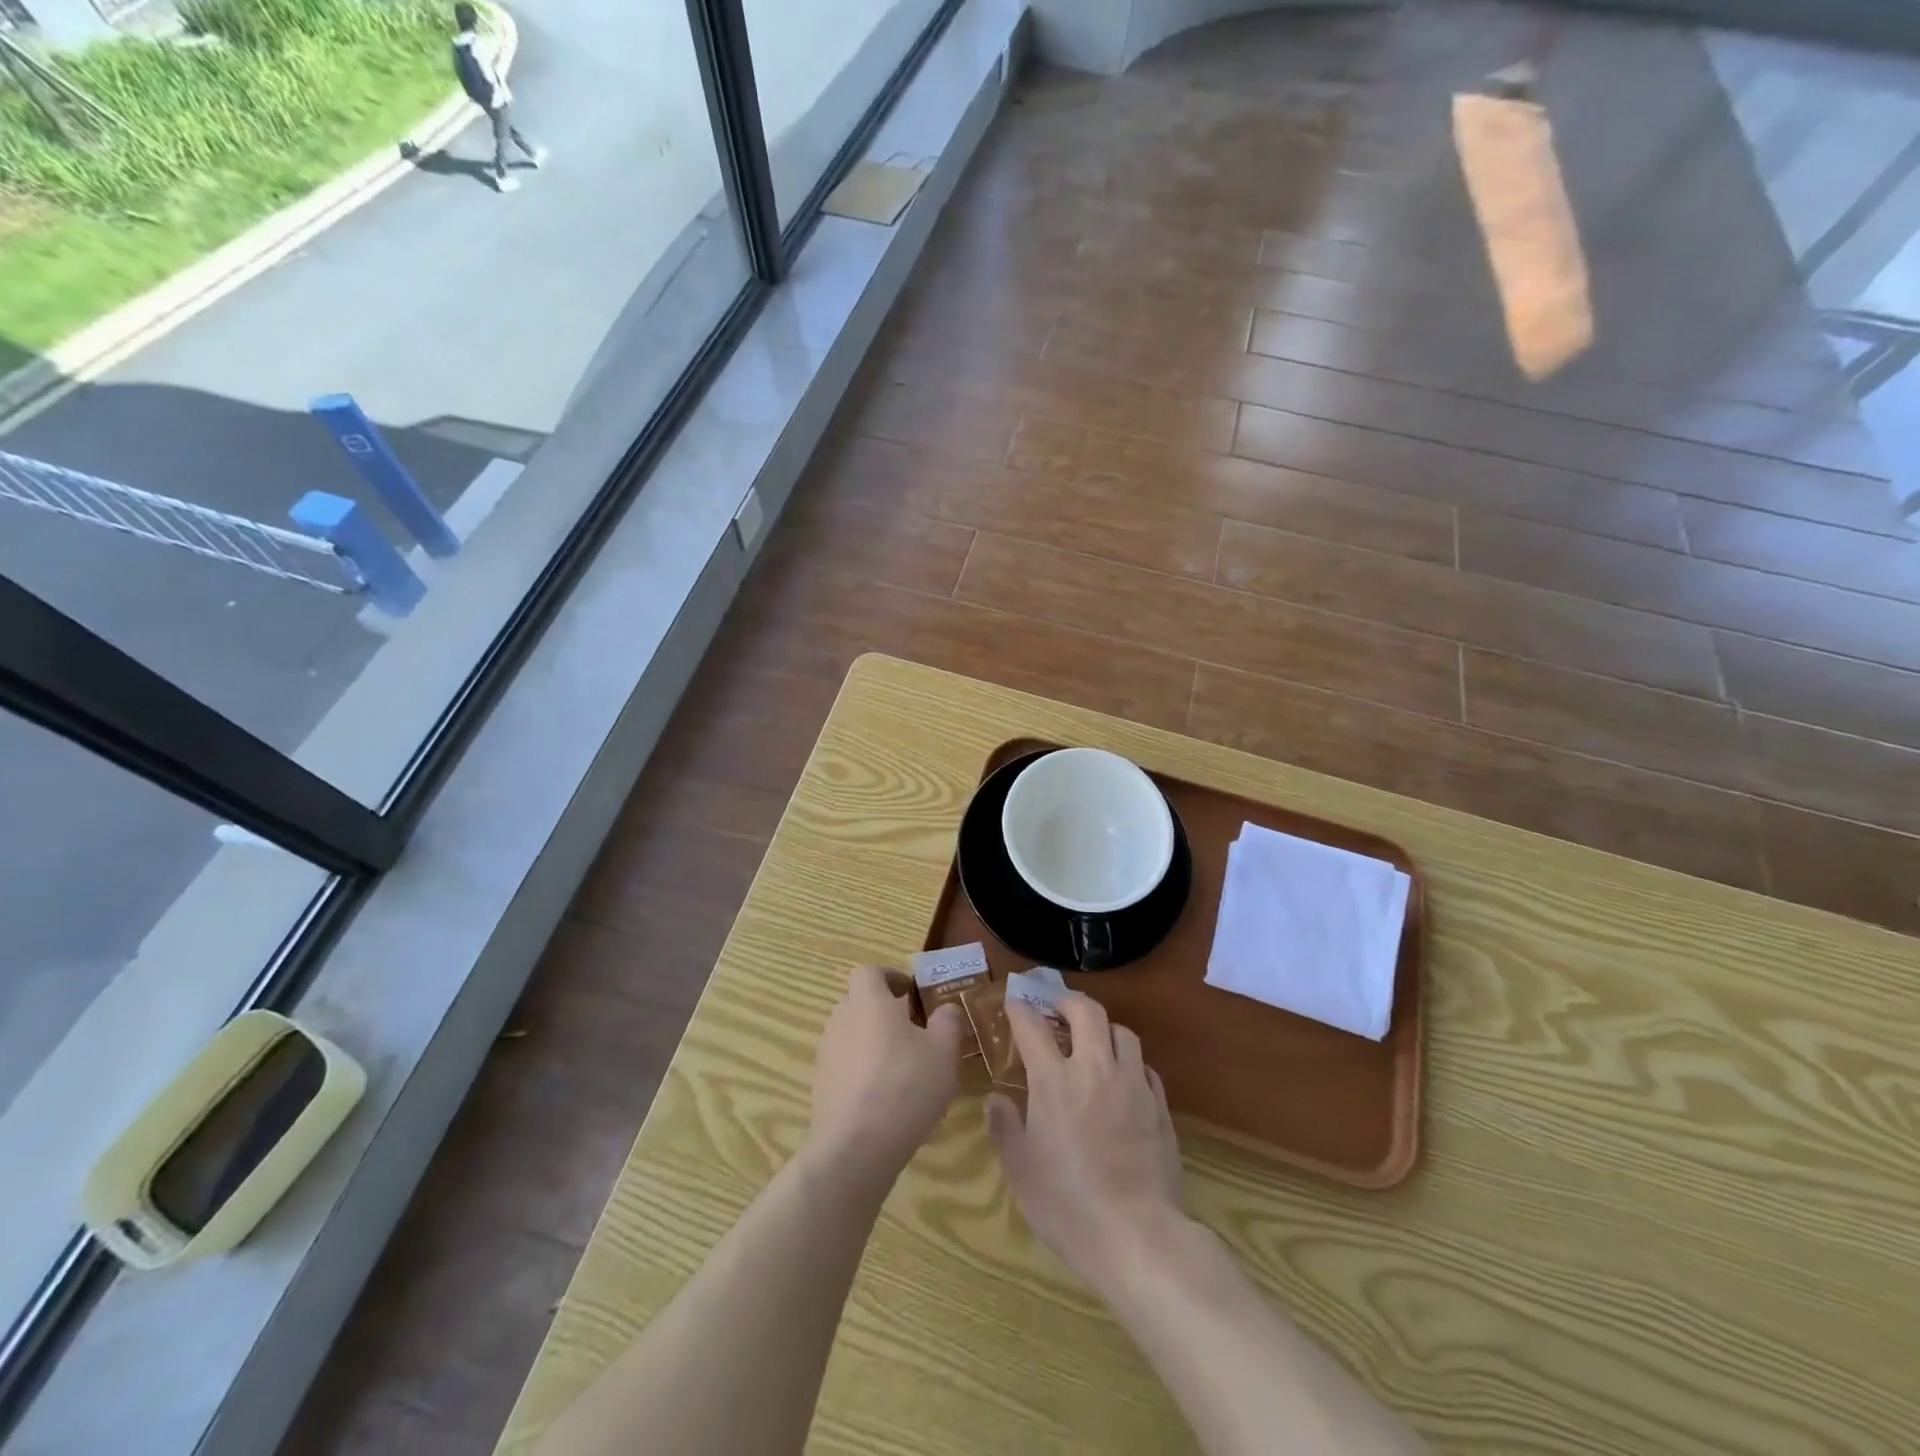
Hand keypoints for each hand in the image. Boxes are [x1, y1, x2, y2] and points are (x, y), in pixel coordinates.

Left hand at [807, 965, 964, 1191]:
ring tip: (904, 1071)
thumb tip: (945, 1009)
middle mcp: (841, 1020)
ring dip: (874, 1044)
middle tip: (915, 1033)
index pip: (870, 972)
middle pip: (860, 1003)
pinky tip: (887, 1101)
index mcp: (869, 1001)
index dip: (890, 977)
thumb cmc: (905, 1085)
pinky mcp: (821, 1087)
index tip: (911, 994)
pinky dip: (863, 1074)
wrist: (855, 1147)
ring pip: (852, 1036)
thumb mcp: (943, 1052)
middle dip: (884, 1013)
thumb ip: (947, 1022)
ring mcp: (827, 1055)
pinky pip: (845, 1067)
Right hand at [985, 992, 1185, 1295]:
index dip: (1020, 1009)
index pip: (1033, 1027)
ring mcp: (1132, 1084)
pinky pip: (1145, 1067)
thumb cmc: (1066, 1203)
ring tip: (1094, 1041)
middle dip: (1068, 1000)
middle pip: (1087, 1012)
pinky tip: (1124, 1080)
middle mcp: (1094, 1069)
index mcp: (1054, 1080)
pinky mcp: (1159, 1106)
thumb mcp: (1020, 1170)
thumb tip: (995, 1099)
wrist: (1136, 1235)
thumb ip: (1005, 1127)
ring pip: (1123, 1032)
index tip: (1013, 1003)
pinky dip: (1130, 1063)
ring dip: (1104, 1028)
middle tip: (1057, 1008)